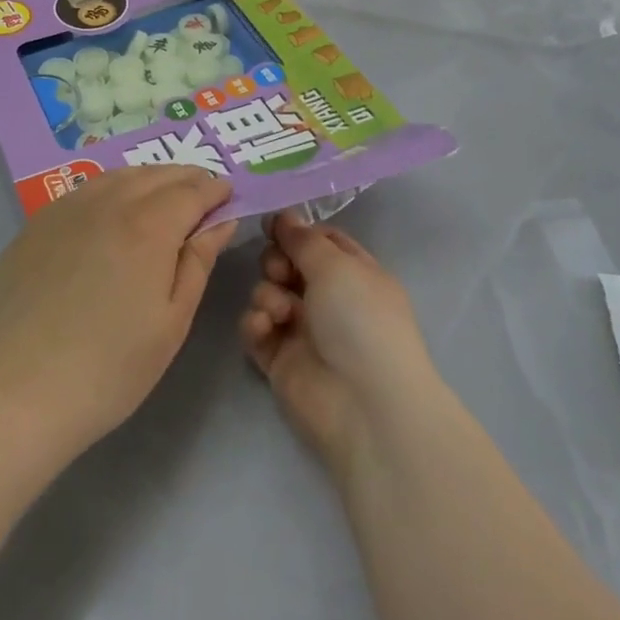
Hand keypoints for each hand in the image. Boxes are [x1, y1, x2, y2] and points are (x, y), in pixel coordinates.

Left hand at [0, 167, 235, 459]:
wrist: (19, 393)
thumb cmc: (111, 367)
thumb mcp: (173, 320)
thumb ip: (199, 261)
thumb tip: (221, 220)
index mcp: (149, 226)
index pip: (192, 190)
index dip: (214, 189)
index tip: (229, 194)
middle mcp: (108, 204)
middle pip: (156, 174)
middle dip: (186, 177)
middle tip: (202, 192)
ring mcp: (66, 210)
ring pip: (118, 176)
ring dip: (149, 178)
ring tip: (162, 196)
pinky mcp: (36, 226)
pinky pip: (84, 191)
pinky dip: (111, 189)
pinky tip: (112, 210)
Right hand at [241, 211, 438, 478]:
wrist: (363, 403)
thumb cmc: (360, 320)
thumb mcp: (336, 265)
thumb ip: (303, 239)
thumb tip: (284, 216)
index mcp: (355, 273)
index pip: (322, 240)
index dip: (296, 230)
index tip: (270, 223)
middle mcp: (330, 298)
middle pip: (289, 264)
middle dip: (276, 261)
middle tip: (280, 271)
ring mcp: (304, 330)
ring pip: (269, 293)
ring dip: (267, 294)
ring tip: (279, 311)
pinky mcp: (280, 359)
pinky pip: (257, 329)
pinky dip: (256, 323)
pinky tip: (264, 328)